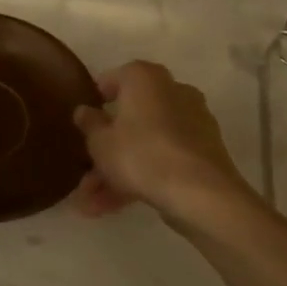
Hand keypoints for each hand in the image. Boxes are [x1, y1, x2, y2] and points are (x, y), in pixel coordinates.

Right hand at [72, 61, 249, 226]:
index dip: (95, 100)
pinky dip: (141, 177)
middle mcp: (172, 91)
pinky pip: (163, 158)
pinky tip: (115, 206)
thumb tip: (84, 110)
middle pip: (130, 118)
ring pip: (145, 144)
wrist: (199, 193)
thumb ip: (89, 124)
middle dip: (105, 149)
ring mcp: (192, 122)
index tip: (83, 121)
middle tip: (84, 173)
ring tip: (92, 204)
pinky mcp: (203, 151)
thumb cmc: (140, 155)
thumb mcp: (100, 142)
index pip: (114, 79)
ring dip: (117, 172)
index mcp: (145, 78)